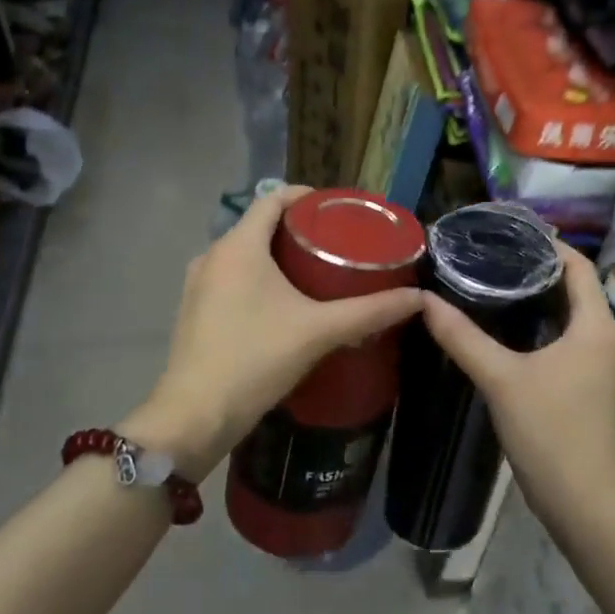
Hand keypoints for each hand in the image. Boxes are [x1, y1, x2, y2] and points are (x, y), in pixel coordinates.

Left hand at [137, 185, 422, 477]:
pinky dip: (258, 277)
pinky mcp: (194, 309)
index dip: (307, 197)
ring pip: (244, 253)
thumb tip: (420, 297)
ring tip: (317, 271)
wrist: (195, 416)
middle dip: (298, 228)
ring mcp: (198, 283)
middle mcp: (213, 255)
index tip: (339, 210)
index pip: (272, 197)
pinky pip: (232, 277)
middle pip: (260, 225)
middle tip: (339, 243)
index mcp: (239, 246)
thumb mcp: (320, 331)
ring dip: (277, 255)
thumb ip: (371, 311)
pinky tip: (284, 303)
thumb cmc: (256, 359)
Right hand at [418, 242, 614, 513]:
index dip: (551, 247)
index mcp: (598, 327)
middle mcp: (614, 343)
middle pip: (580, 294)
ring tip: (503, 297)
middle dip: (542, 276)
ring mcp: (613, 372)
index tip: (513, 236)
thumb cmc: (550, 432)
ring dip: (548, 308)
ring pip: (580, 324)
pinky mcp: (604, 396)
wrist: (588, 506)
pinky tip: (521, 344)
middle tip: (497, 264)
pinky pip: (580, 349)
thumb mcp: (501, 379)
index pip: (580, 268)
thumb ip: (462, 338)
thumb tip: (425, 301)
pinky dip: (554, 336)